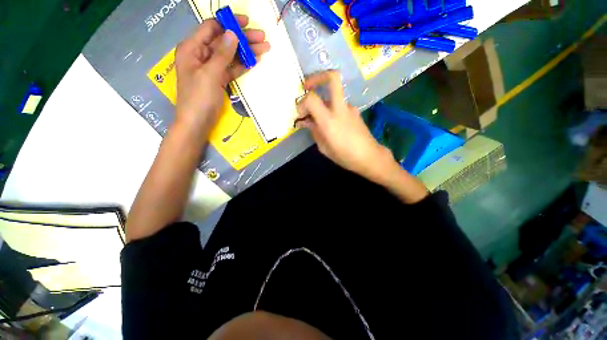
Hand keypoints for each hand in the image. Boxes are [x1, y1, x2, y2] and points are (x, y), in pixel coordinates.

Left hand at [174, 15, 269, 141]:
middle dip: (242, 39)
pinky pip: (232, 69)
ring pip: (230, 55)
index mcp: (192, 48)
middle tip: (262, 38)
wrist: (197, 123)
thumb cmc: (199, 98)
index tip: (246, 23)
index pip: (211, 28)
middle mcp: (201, 55)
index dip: (229, 23)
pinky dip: (243, 65)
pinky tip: (254, 61)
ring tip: (264, 49)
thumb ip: (221, 54)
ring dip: (246, 52)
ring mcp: (211, 68)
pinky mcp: (219, 80)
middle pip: (224, 41)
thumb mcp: (210, 74)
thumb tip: (233, 34)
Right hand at [296, 71, 394, 181]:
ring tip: (318, 115)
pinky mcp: (355, 111)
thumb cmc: (344, 156)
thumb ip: (314, 131)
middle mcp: (340, 108)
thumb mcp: (324, 147)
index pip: (311, 98)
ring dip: (323, 99)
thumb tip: (306, 121)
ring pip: (334, 93)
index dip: (302, 102)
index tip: (300, 113)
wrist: (369, 156)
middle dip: (317, 77)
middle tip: (307, 86)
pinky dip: (331, 108)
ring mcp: (349, 108)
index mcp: (329, 120)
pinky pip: (339, 104)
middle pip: (332, 77)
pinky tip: (331, 122)